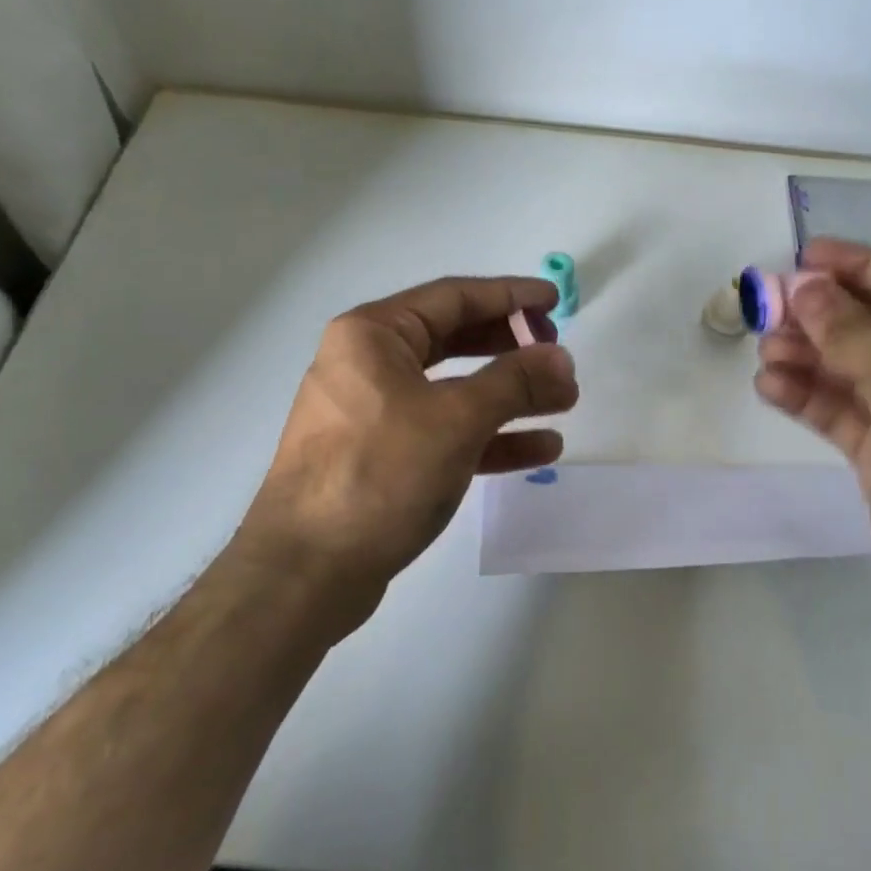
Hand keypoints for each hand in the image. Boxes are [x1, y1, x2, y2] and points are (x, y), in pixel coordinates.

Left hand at [239, 276, 577, 627]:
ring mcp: (375, 415)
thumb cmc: (379, 474)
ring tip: (564, 402)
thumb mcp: (456, 419)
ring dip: (511, 396)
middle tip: (558, 356)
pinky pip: (446, 433)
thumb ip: (515, 382)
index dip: (510, 296)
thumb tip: (561, 359)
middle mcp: (369, 365)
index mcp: (373, 335)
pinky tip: (540, 448)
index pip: (454, 297)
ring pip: (455, 391)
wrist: (306, 573)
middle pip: (455, 341)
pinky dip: (491, 437)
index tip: (555, 300)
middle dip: (512, 349)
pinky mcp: (384, 459)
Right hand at [753, 238, 870, 627]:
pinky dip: (806, 399)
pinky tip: (769, 387)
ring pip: (851, 372)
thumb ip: (849, 327)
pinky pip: (841, 414)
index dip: (857, 266)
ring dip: (807, 357)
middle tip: (768, 308)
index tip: (804, 256)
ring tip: (763, 350)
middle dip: (821, 316)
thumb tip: (805, 288)